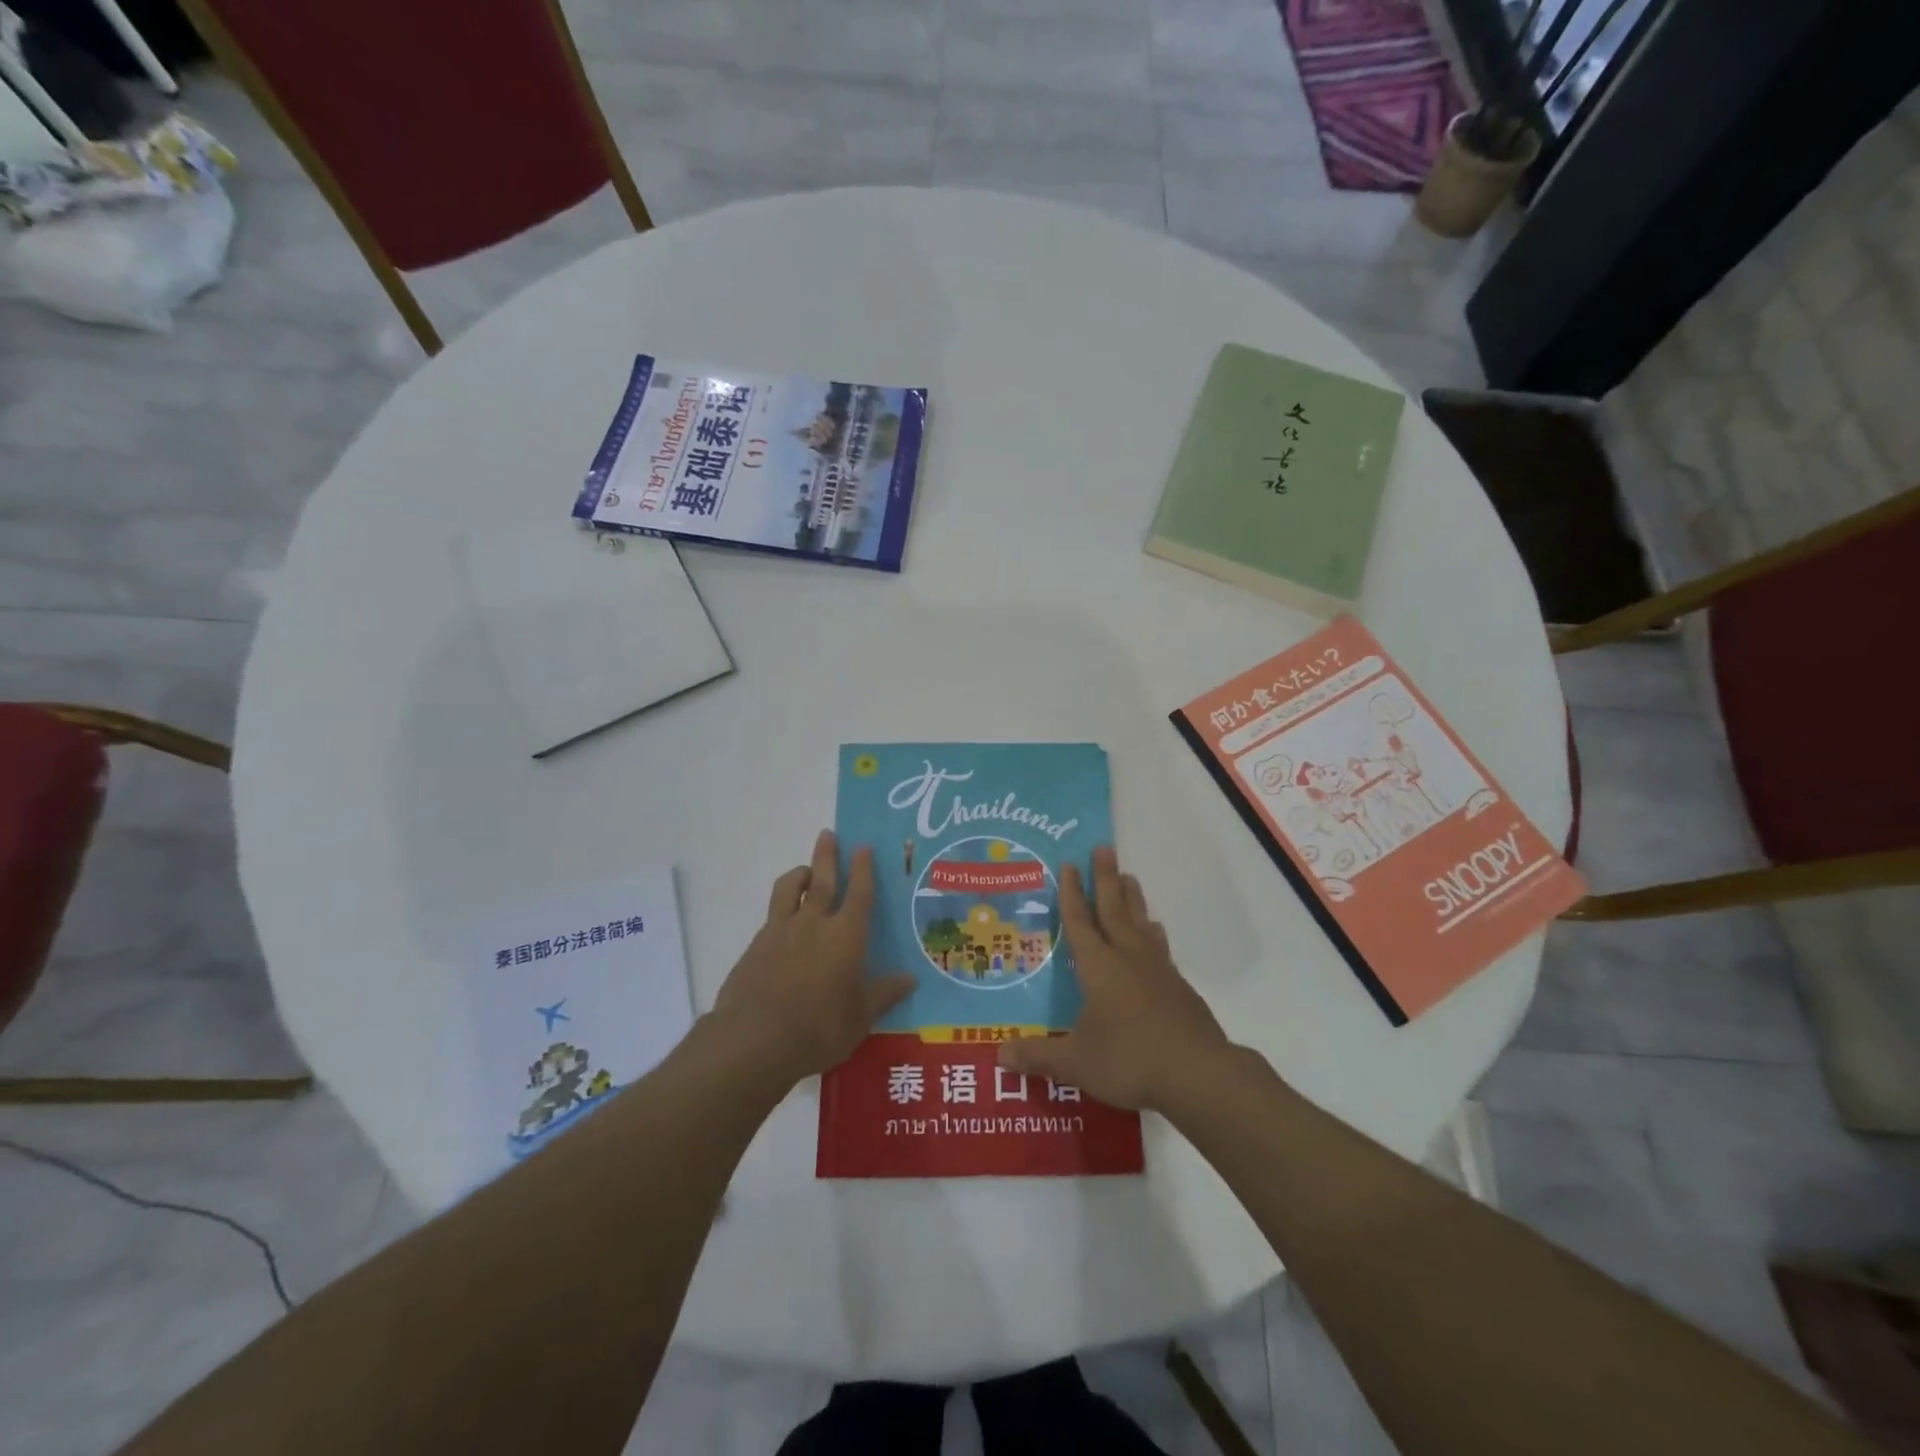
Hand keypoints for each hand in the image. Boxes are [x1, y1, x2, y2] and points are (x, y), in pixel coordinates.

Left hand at [710, 830, 914, 1085]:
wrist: (756, 1040)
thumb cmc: (820, 1028)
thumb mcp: (861, 1016)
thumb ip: (884, 993)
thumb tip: (911, 979)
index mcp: (846, 935)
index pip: (859, 892)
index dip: (863, 868)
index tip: (863, 846)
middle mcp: (814, 924)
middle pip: (822, 879)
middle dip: (826, 855)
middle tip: (827, 833)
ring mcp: (780, 932)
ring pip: (788, 890)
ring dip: (798, 875)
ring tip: (804, 871)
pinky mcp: (755, 947)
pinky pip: (771, 918)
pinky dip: (780, 911)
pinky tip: (782, 925)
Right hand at [999, 846, 1228, 1110]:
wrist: (1199, 1074)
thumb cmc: (1129, 1060)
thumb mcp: (1076, 1063)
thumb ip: (1038, 1057)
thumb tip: (998, 1056)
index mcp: (1098, 967)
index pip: (1080, 922)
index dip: (1072, 894)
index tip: (1070, 864)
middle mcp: (1128, 958)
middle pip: (1114, 910)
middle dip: (1106, 879)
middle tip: (1104, 848)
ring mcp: (1158, 971)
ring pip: (1141, 924)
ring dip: (1133, 899)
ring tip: (1130, 878)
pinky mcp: (1180, 988)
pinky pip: (1160, 948)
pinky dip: (1153, 934)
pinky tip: (1155, 934)